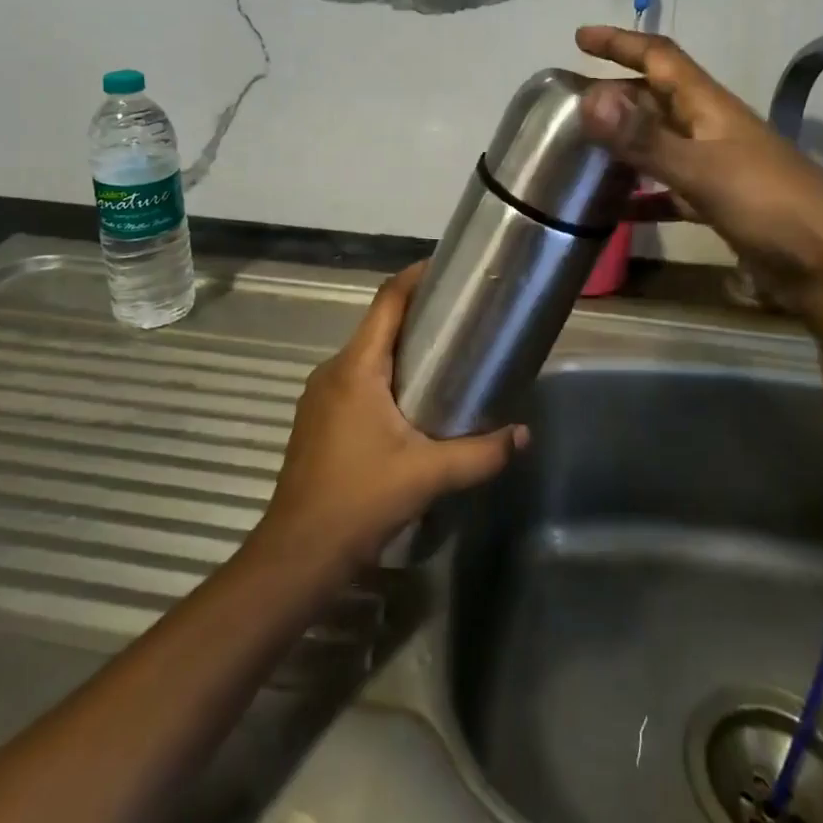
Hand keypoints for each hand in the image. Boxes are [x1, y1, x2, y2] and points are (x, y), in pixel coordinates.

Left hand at [255, 264, 528, 573]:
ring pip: (367, 355)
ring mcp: (320, 395)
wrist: (298, 553)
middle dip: (418, 316)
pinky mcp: (317, 419)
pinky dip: (385, 375)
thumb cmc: (360, 500)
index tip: (448, 269)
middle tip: (463, 319)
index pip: (387, 301)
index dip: (415, 277)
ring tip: (446, 357)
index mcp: (357, 368)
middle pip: (379, 325)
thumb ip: (481, 453)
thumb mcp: (429, 475)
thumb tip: (524, 435)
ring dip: (402, 349)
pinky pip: (356, 380)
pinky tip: (411, 401)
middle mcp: (333, 370)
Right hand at [574, 25, 822, 311]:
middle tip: (571, 102)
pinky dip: (642, 196)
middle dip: (617, 93)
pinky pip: (668, 191)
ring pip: (661, 143)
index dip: (621, 43)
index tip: (581, 37)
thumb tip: (589, 98)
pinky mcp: (719, 205)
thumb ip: (644, 137)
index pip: (660, 57)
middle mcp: (711, 129)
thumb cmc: (768, 204)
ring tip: (583, 150)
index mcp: (709, 107)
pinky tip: (615, 211)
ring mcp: (717, 168)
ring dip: (626, 142)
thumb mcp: (701, 168)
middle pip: (657, 98)